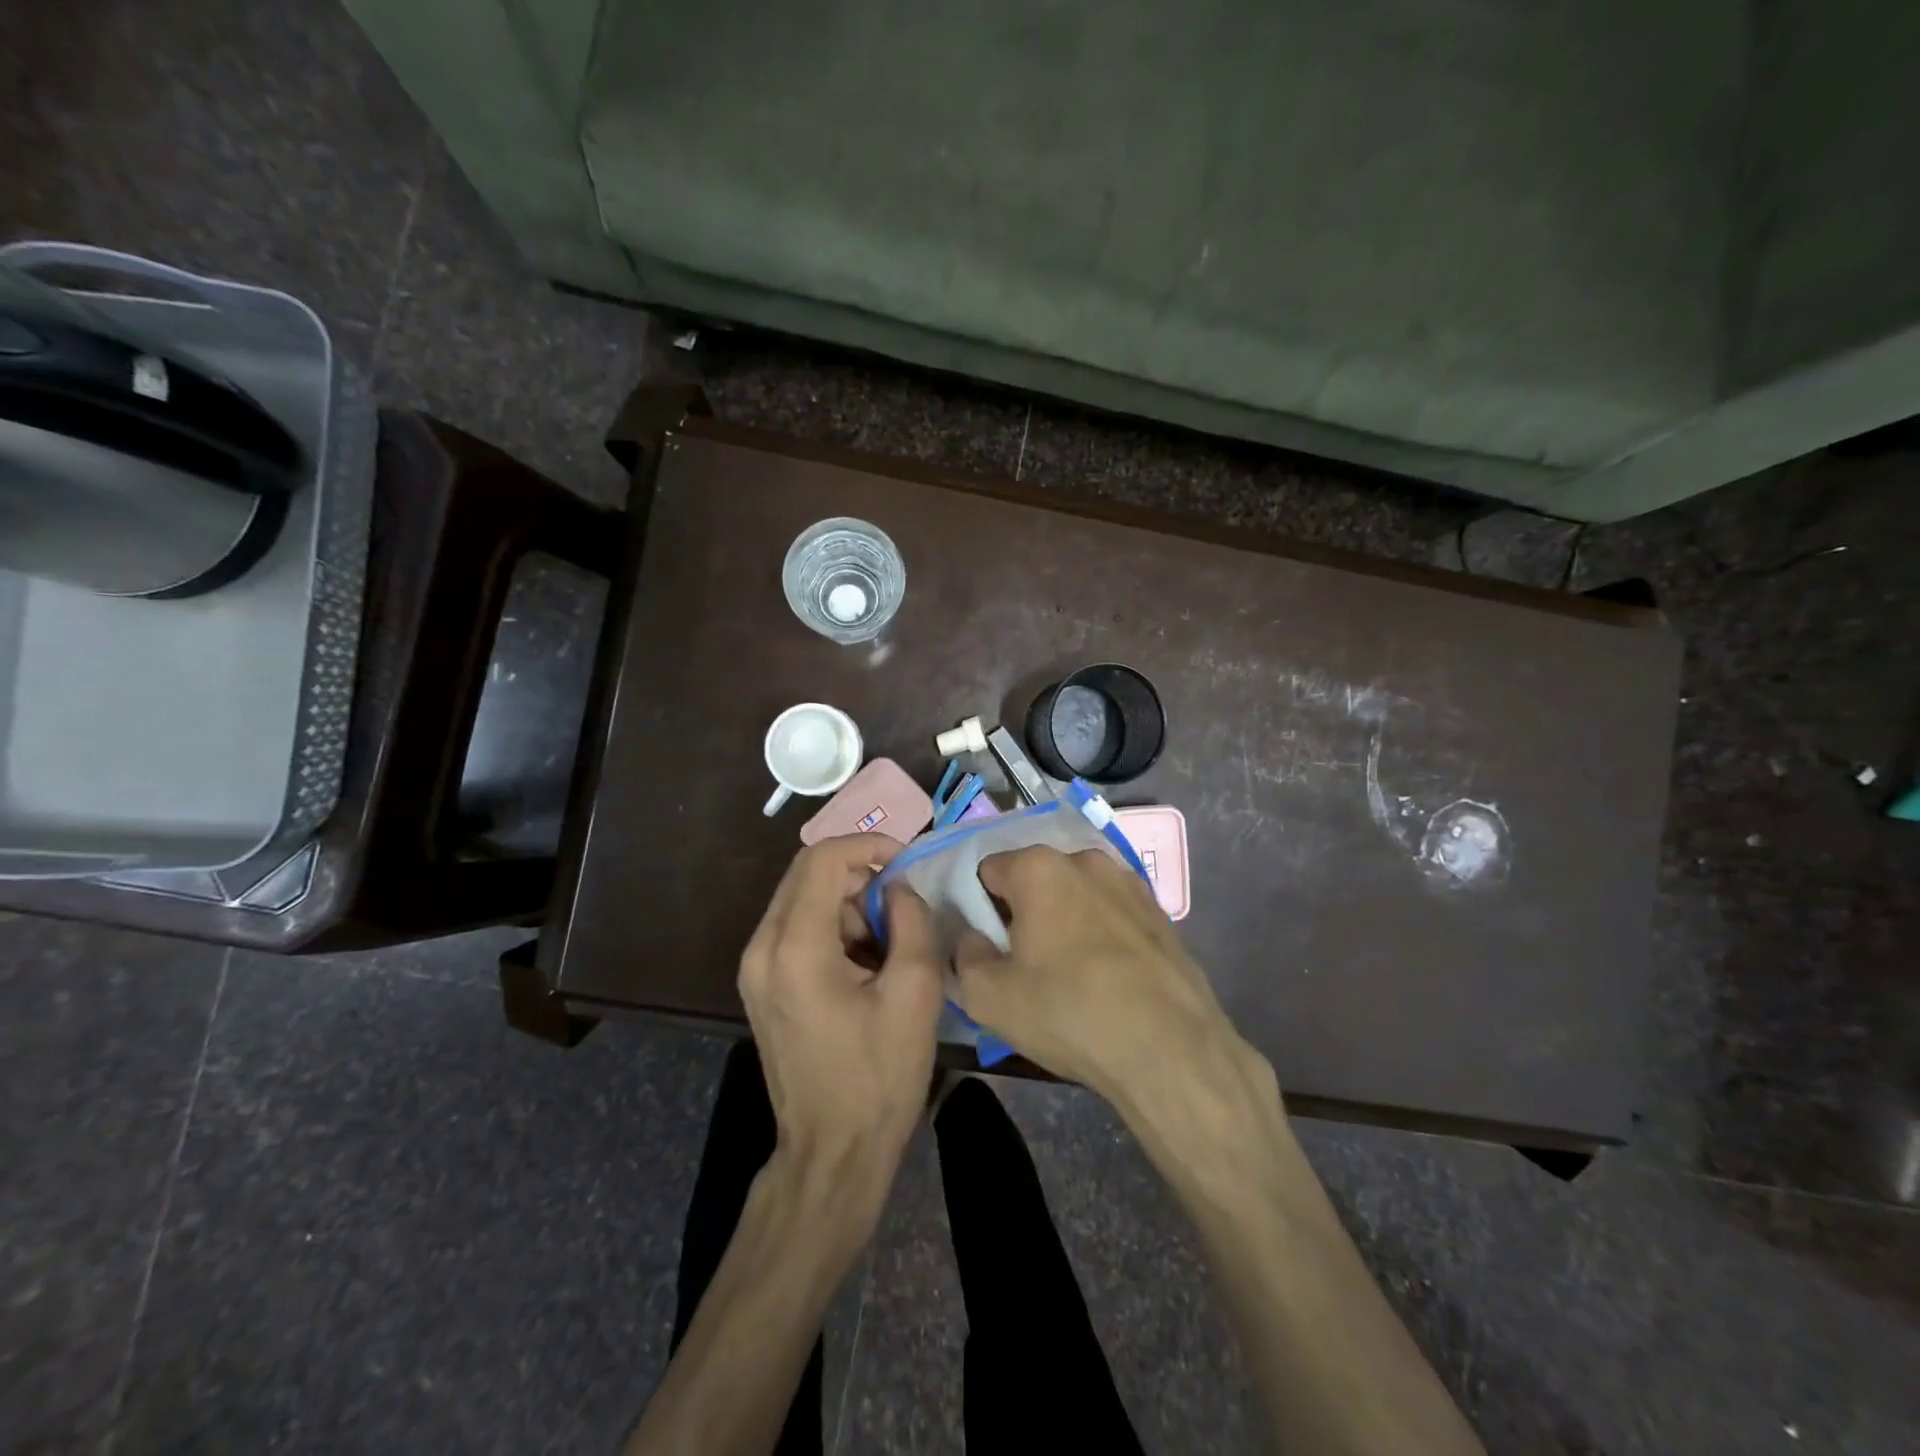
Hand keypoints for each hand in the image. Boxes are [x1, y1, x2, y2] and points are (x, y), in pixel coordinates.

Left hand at [738, 835, 945, 1220]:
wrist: (832, 1152)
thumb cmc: (878, 1077)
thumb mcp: (914, 993)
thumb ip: (911, 922)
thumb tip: (898, 888)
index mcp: (795, 947)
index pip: (823, 859)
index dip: (869, 846)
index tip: (907, 863)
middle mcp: (761, 947)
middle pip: (806, 873)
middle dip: (859, 874)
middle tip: (902, 904)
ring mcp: (754, 967)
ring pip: (801, 898)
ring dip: (847, 903)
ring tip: (887, 943)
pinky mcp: (760, 984)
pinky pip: (795, 928)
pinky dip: (832, 926)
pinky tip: (863, 963)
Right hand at [953, 847, 1256, 1107]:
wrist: (1171, 1049)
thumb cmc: (1069, 1012)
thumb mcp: (988, 997)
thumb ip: (964, 955)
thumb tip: (971, 938)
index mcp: (1039, 867)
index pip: (987, 871)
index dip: (978, 909)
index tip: (987, 947)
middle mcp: (1085, 860)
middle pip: (1034, 880)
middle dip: (1022, 913)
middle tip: (1023, 964)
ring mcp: (1129, 883)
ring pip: (1076, 895)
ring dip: (1063, 921)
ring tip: (1069, 975)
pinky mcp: (1160, 912)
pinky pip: (1111, 914)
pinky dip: (1100, 934)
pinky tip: (1107, 979)